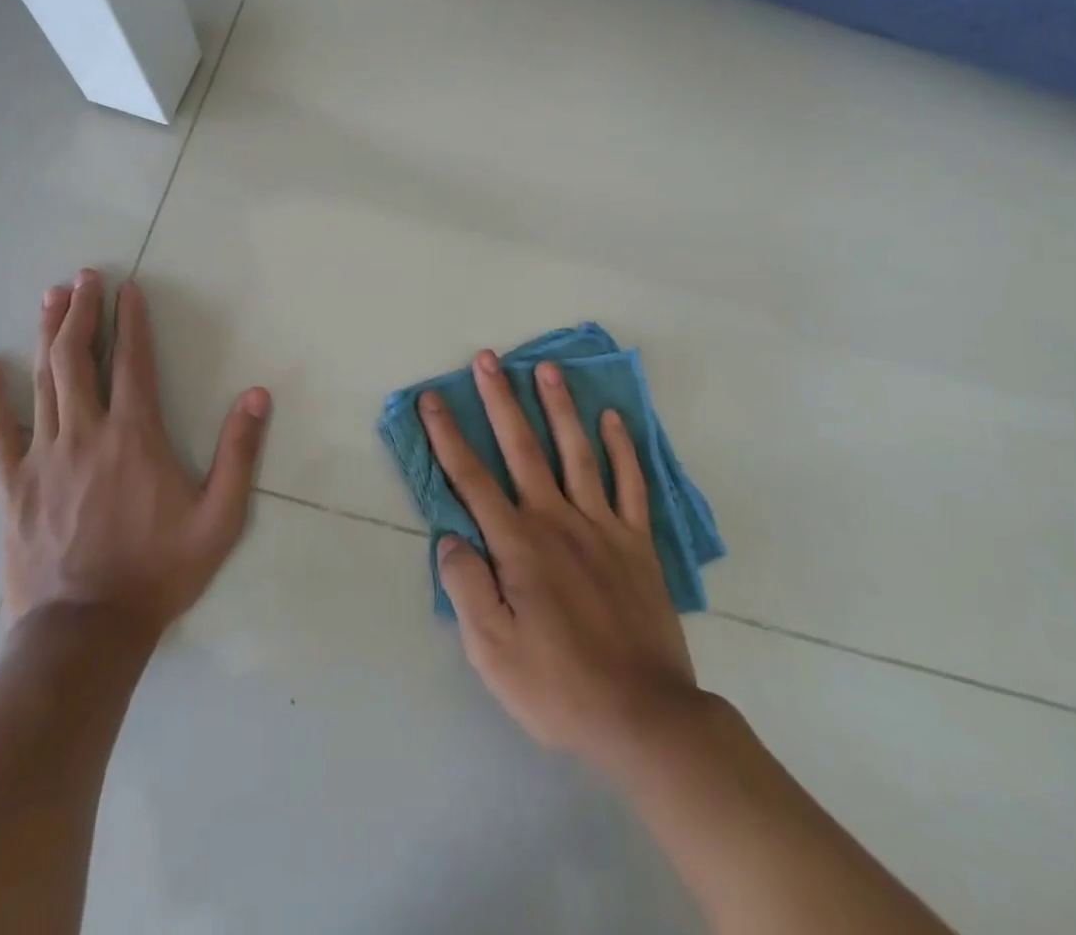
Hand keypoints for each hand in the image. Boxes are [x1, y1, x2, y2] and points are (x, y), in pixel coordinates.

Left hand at [0, 269, 271, 639]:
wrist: (86, 632)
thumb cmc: (159, 570)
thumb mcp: (219, 517)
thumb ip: (239, 453)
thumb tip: (257, 394)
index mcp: (135, 436)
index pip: (133, 363)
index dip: (131, 320)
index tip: (128, 287)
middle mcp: (86, 434)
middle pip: (79, 359)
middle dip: (81, 312)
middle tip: (83, 277)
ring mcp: (43, 457)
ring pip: (43, 381)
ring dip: (48, 335)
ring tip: (50, 297)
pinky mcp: (13, 485)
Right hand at [422, 351, 699, 769]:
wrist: (644, 716)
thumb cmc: (558, 686)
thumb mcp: (492, 652)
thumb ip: (467, 587)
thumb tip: (450, 536)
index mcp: (517, 545)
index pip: (471, 478)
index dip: (447, 435)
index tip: (432, 398)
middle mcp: (556, 520)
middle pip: (522, 447)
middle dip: (500, 400)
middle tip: (488, 358)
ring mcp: (601, 525)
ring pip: (576, 451)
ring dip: (559, 407)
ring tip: (547, 368)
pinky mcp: (636, 540)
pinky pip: (630, 483)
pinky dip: (622, 448)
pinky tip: (614, 418)